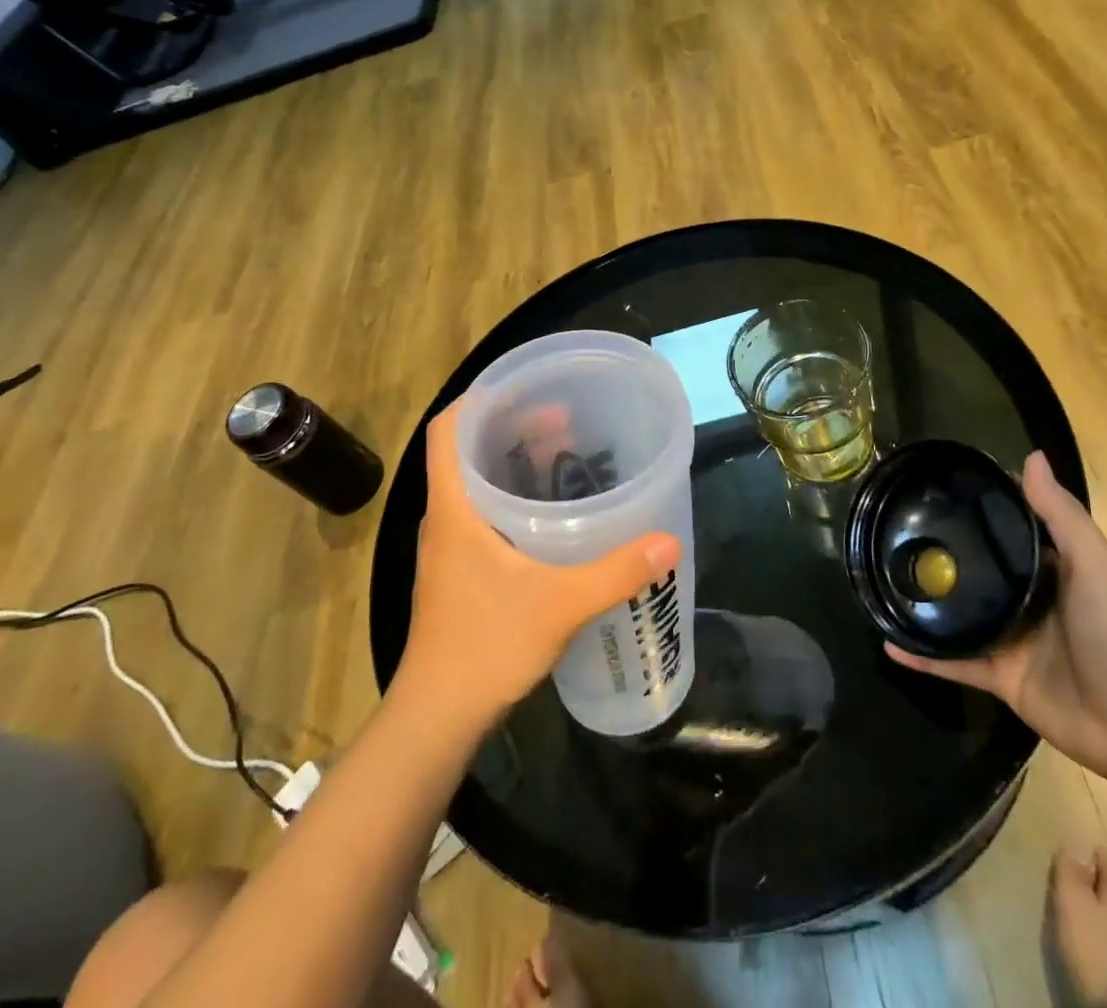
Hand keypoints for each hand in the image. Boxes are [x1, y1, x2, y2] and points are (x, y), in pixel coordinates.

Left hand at [395, 402, 682, 728]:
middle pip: (468, 451)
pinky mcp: (459, 571)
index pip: (447, 430)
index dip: (478, 399)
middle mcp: (445, 518)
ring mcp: (449, 547)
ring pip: (476, 484)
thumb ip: (615, 571)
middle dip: (512, 427)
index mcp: (454, 508)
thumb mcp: (559, 604)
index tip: (525, 389)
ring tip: (564, 455)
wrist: (437, 718)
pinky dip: (514, 498)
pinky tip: (551, 514)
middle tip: (564, 420)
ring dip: (514, 462)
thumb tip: (668, 541)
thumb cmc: (486, 647)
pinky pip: (484, 513)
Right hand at [886, 452, 1106, 786]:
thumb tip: (1031, 455)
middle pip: (979, 571)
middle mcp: (1029, 600)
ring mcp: (1012, 640)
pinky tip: (888, 642)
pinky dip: (922, 656)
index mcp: (1053, 570)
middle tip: (895, 529)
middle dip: (943, 553)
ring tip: (882, 578)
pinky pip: (953, 661)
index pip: (1010, 530)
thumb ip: (1060, 514)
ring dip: (926, 602)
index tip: (937, 487)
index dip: (980, 508)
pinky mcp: (1000, 678)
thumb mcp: (1095, 563)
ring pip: (959, 615)